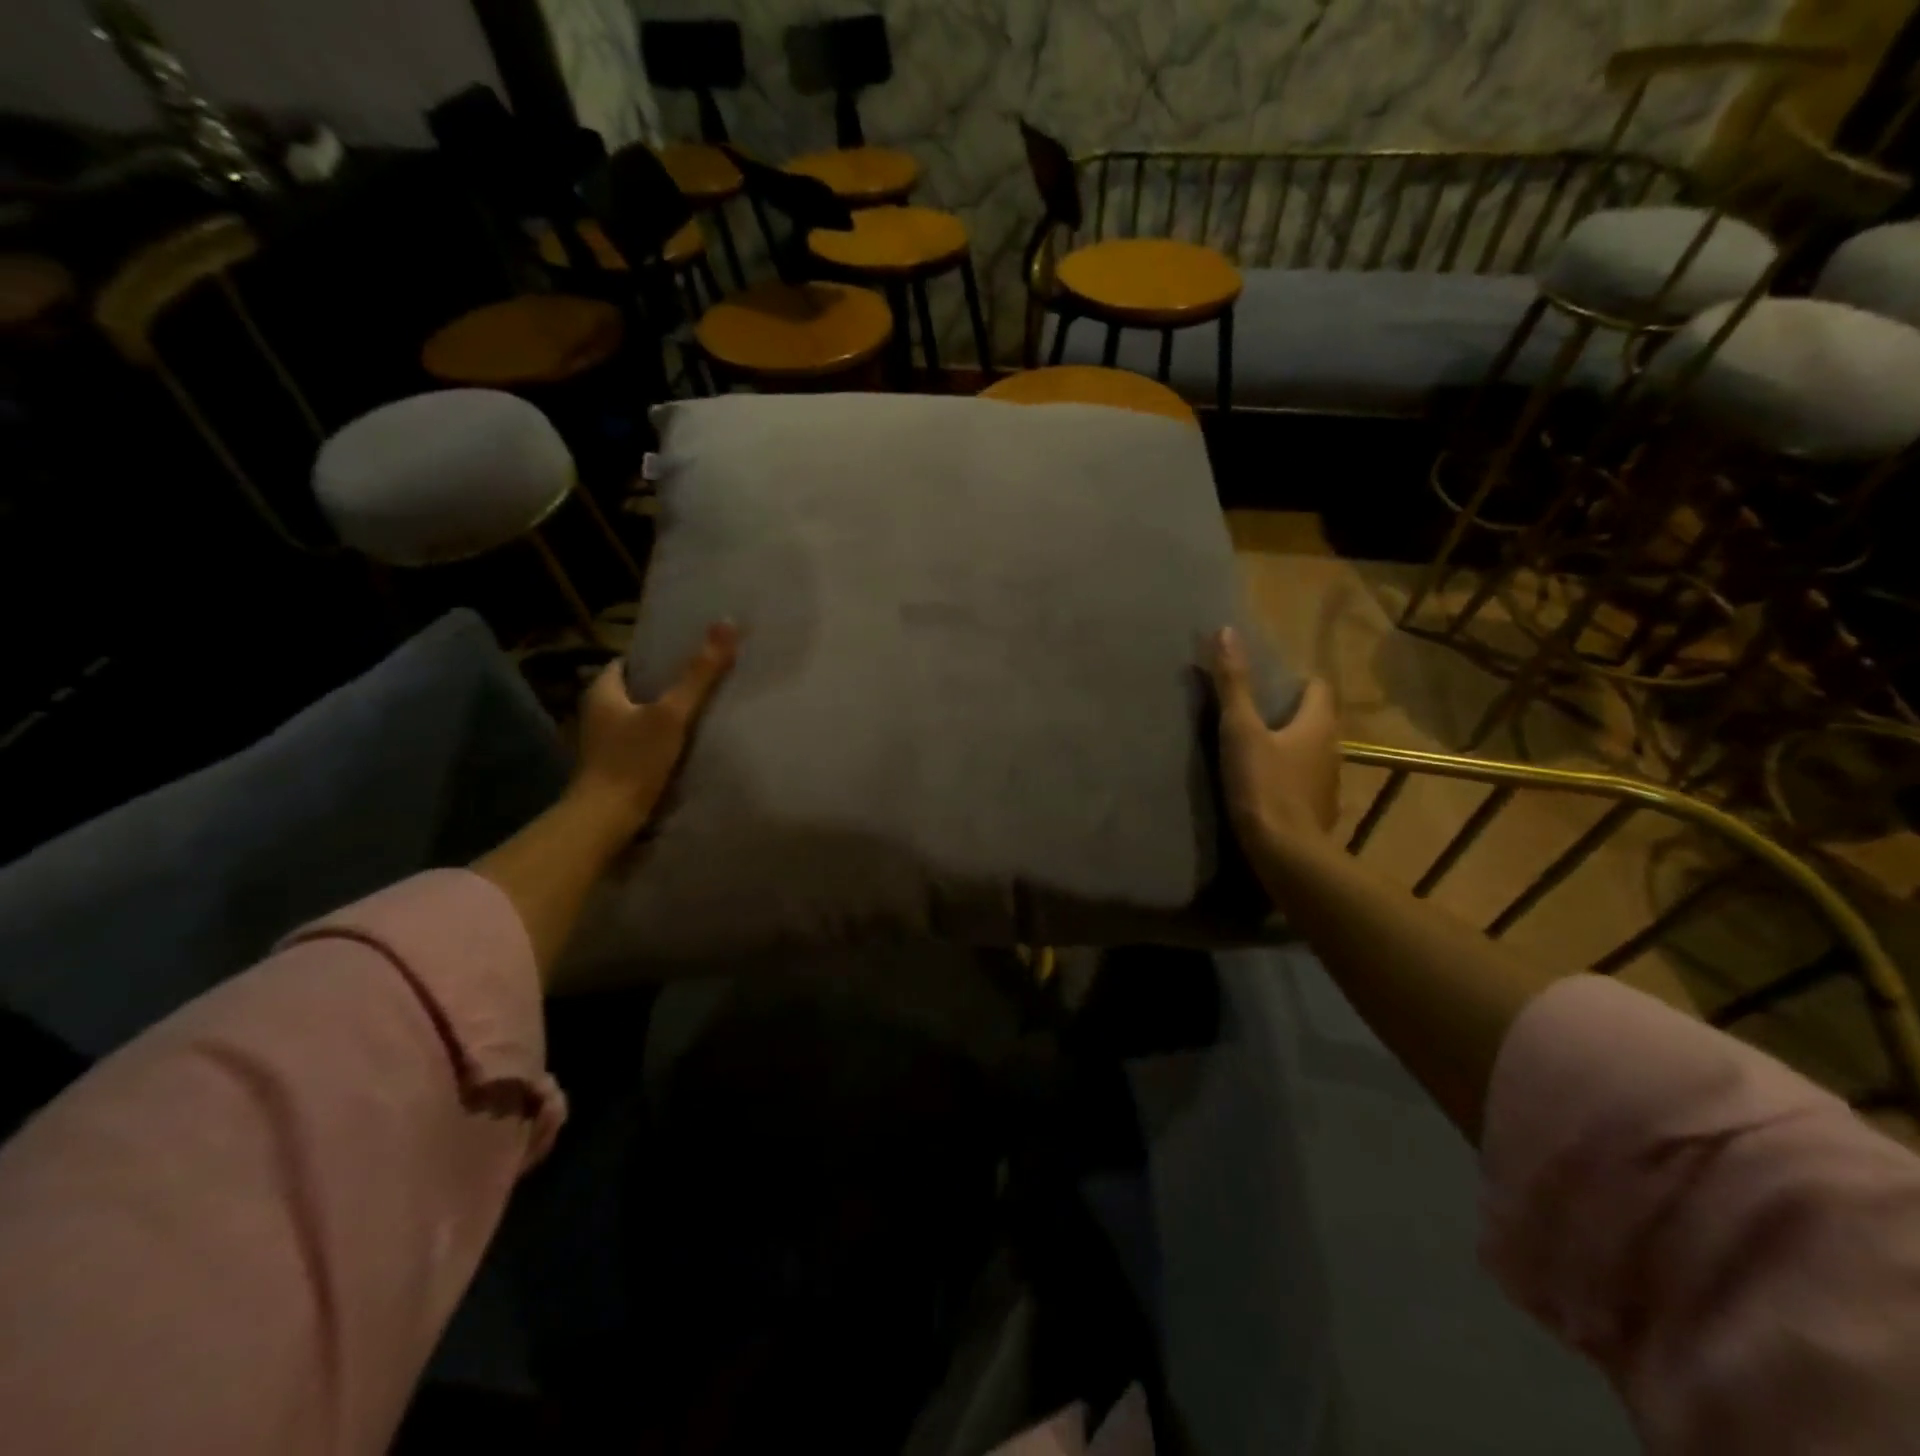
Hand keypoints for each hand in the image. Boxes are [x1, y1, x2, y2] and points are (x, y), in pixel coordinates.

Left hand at [570, 621, 738, 836]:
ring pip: (640, 715)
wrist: (607, 819)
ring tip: (701, 708)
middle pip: (637, 688)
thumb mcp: (672, 713)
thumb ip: (699, 673)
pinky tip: (687, 741)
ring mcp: (605, 741)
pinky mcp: (616, 764)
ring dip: (665, 712)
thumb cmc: (634, 760)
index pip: (629, 661)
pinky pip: (642, 739)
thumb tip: (727, 624)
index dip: (658, 656)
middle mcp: (598, 712)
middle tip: (703, 678)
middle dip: (665, 684)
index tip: (689, 653)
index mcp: (602, 690)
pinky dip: (661, 736)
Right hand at [1206, 626, 1339, 847]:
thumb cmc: (1264, 785)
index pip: (1319, 688)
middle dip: (1290, 713)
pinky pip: (1305, 782)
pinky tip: (1265, 786)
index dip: (1298, 681)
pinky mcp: (1318, 811)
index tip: (1270, 684)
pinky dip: (1289, 777)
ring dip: (1290, 747)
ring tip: (1256, 748)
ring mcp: (1327, 784)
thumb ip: (1233, 685)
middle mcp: (1332, 750)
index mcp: (1318, 725)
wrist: (1286, 853)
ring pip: (1311, 753)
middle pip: (1316, 720)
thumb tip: (1226, 632)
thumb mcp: (1240, 731)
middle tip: (1255, 713)